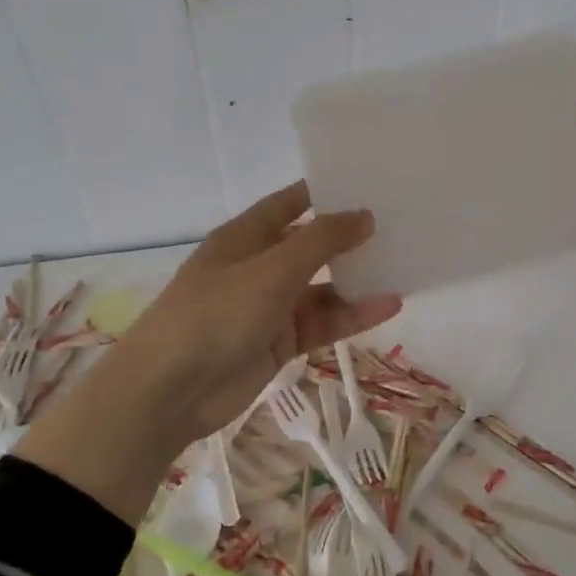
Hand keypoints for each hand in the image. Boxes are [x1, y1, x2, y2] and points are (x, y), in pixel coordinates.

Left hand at [19, 182, 400, 519]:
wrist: (170, 391)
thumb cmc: (216, 314)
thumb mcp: (272, 270)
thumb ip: (321, 241)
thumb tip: (365, 215)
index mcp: (246, 236)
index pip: (291, 203)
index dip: (326, 192)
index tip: (371, 184)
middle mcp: (259, 266)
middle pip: (312, 245)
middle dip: (350, 238)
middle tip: (401, 225)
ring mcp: (269, 306)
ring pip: (323, 287)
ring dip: (357, 280)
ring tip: (404, 266)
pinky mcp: (279, 341)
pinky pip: (322, 321)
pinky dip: (352, 315)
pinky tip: (388, 305)